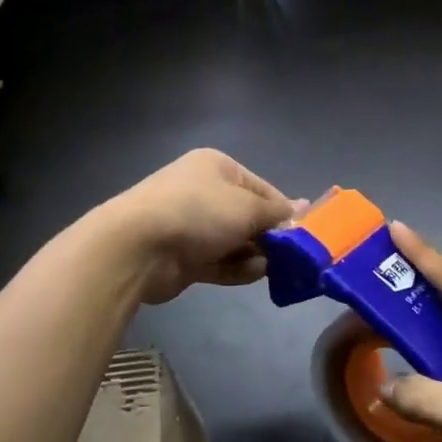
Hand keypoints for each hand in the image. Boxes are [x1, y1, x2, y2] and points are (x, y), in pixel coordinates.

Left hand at [99, 149, 299, 304]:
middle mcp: (203, 192)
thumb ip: (277, 213)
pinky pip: (219, 262)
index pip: (261, 188)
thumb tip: (304, 207)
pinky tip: (253, 274)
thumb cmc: (199, 212)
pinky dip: (236, 268)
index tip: (303, 233)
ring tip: (271, 267)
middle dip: (269, 237)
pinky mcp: (183, 257)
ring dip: (254, 255)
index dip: (283, 211)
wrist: (138, 246)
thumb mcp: (247, 207)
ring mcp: (191, 226)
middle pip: (248, 217)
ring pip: (234, 242)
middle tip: (292, 256)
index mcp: (217, 167)